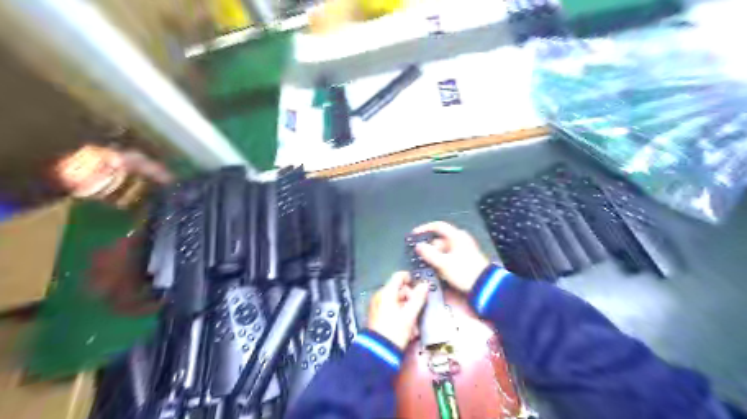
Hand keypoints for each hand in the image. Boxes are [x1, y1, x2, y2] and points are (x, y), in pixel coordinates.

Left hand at [367, 271, 428, 349]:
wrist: (379, 351)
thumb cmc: (395, 331)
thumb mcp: (410, 314)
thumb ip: (418, 298)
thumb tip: (425, 285)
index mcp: (386, 293)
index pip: (398, 276)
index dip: (409, 278)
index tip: (418, 286)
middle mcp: (380, 296)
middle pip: (398, 290)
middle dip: (410, 298)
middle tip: (418, 309)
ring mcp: (377, 306)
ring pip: (396, 301)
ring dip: (407, 308)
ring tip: (413, 322)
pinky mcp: (377, 316)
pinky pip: (391, 309)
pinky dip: (400, 314)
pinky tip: (406, 326)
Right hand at [415, 221, 490, 292]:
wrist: (485, 286)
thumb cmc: (465, 272)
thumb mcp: (443, 263)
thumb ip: (429, 253)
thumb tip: (419, 246)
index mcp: (457, 236)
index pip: (438, 226)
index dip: (424, 228)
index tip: (414, 234)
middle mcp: (461, 240)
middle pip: (440, 239)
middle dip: (429, 247)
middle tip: (421, 256)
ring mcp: (464, 249)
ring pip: (444, 249)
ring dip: (435, 256)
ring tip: (429, 266)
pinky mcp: (465, 259)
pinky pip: (449, 256)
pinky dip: (442, 261)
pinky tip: (439, 270)